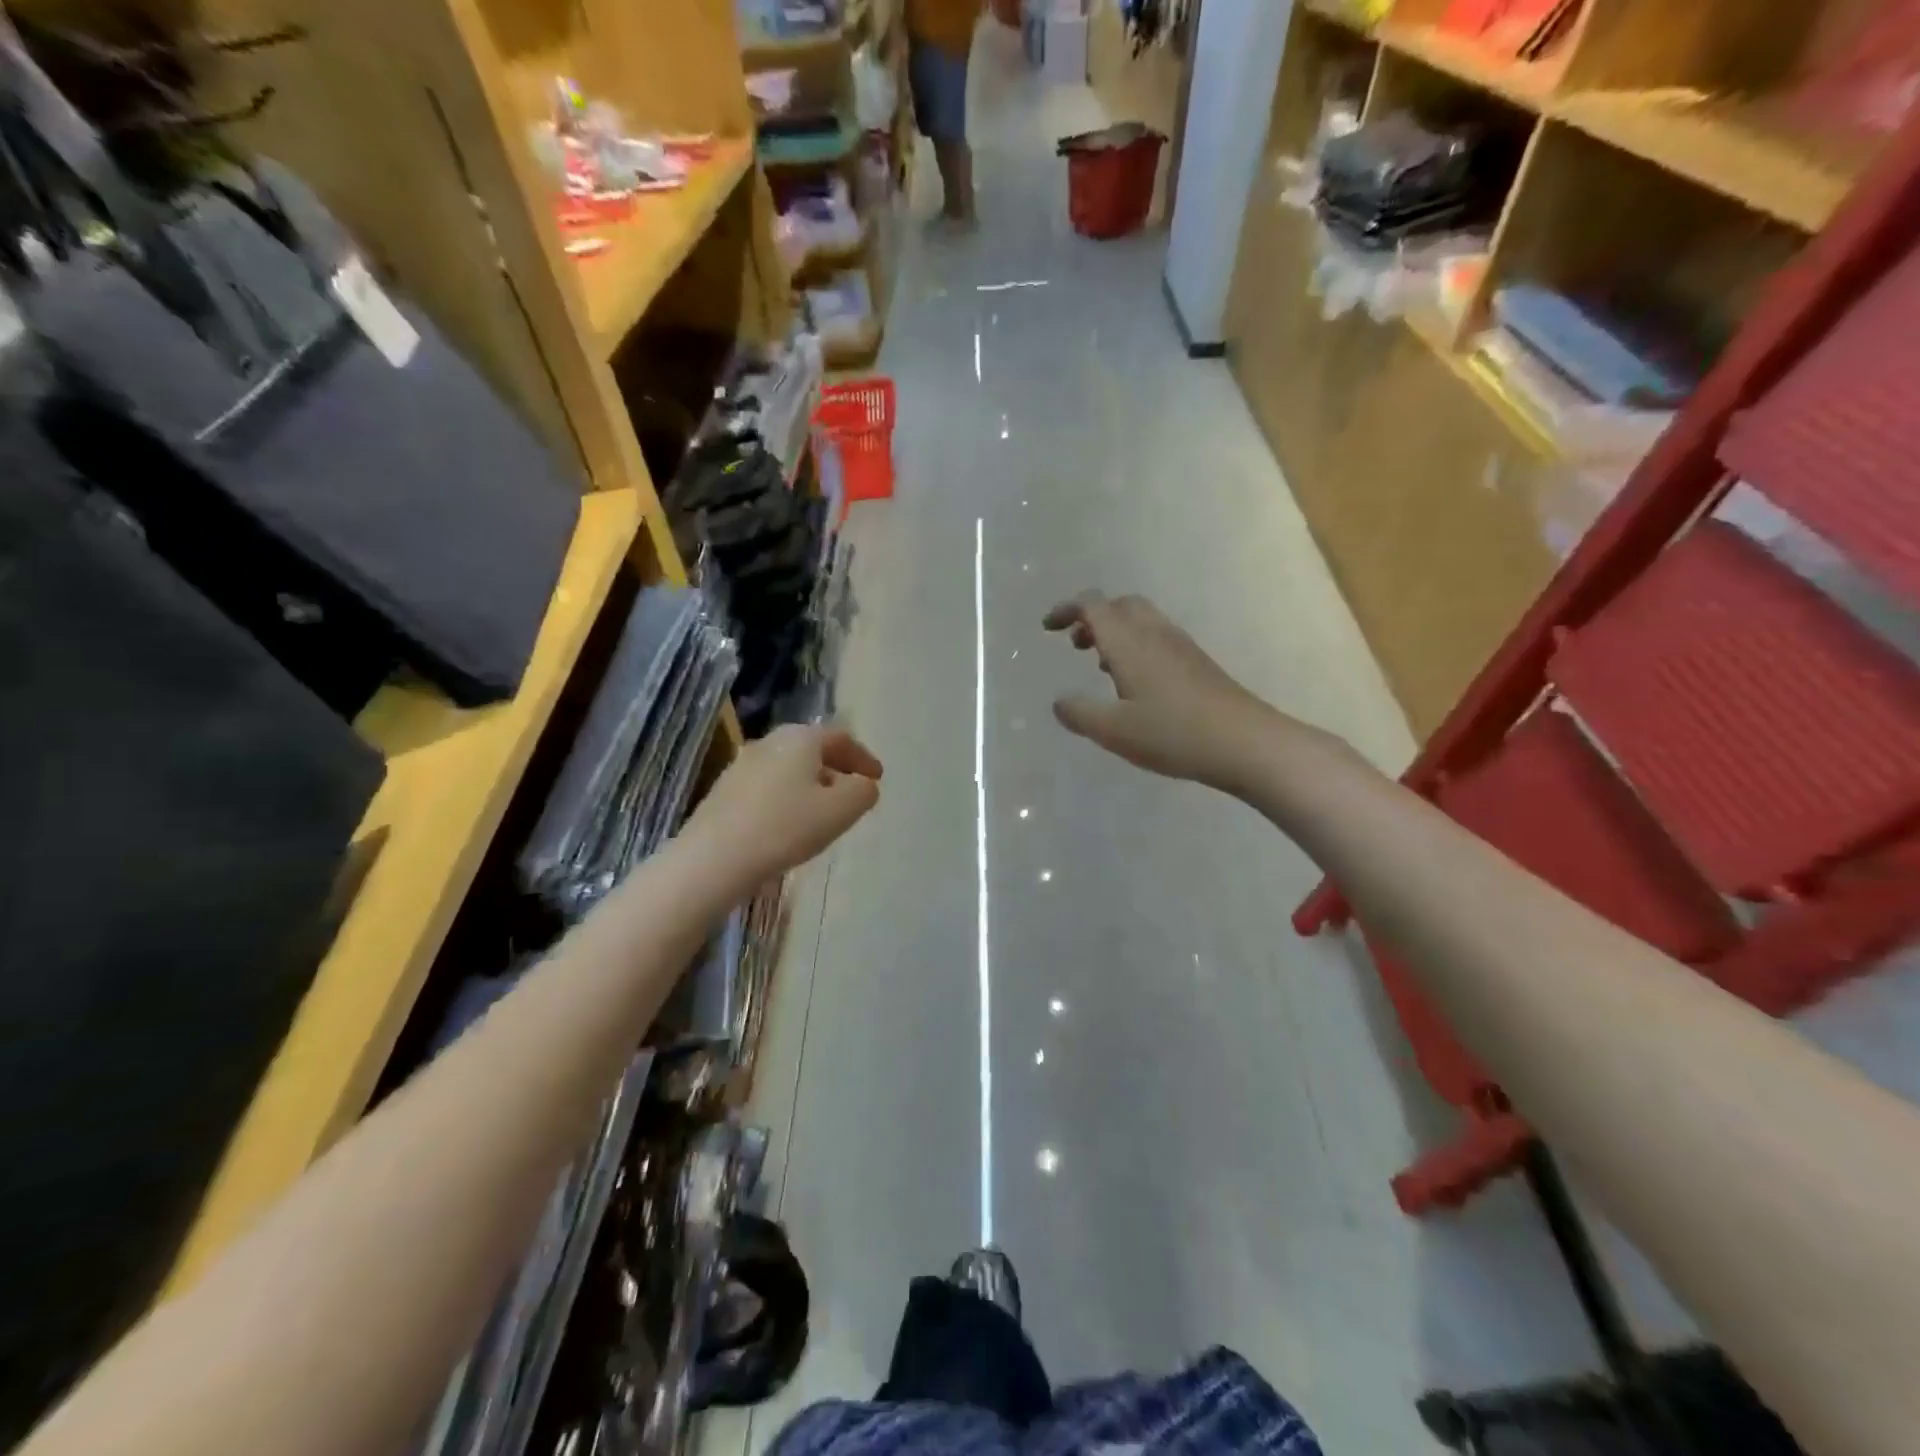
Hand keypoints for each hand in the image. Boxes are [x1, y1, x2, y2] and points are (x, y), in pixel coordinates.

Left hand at [682, 723, 882, 888]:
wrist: (713, 858)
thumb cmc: (785, 828)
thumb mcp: (841, 811)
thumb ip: (863, 792)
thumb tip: (864, 785)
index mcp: (801, 738)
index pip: (841, 738)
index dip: (863, 757)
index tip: (877, 777)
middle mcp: (770, 742)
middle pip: (812, 749)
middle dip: (836, 768)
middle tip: (852, 790)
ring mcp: (742, 765)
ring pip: (788, 767)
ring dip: (811, 783)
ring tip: (823, 810)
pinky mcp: (724, 790)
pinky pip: (768, 785)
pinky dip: (787, 796)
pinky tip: (789, 823)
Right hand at [1044, 592, 1280, 791]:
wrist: (1245, 742)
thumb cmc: (1173, 733)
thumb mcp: (1114, 730)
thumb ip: (1080, 713)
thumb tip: (1059, 702)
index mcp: (1129, 642)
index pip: (1093, 605)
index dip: (1067, 609)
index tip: (1047, 627)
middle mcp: (1154, 634)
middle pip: (1120, 605)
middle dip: (1093, 618)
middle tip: (1075, 645)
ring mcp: (1180, 646)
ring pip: (1141, 621)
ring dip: (1115, 632)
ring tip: (1100, 666)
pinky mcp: (1198, 663)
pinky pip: (1157, 638)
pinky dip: (1136, 646)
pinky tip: (1136, 684)